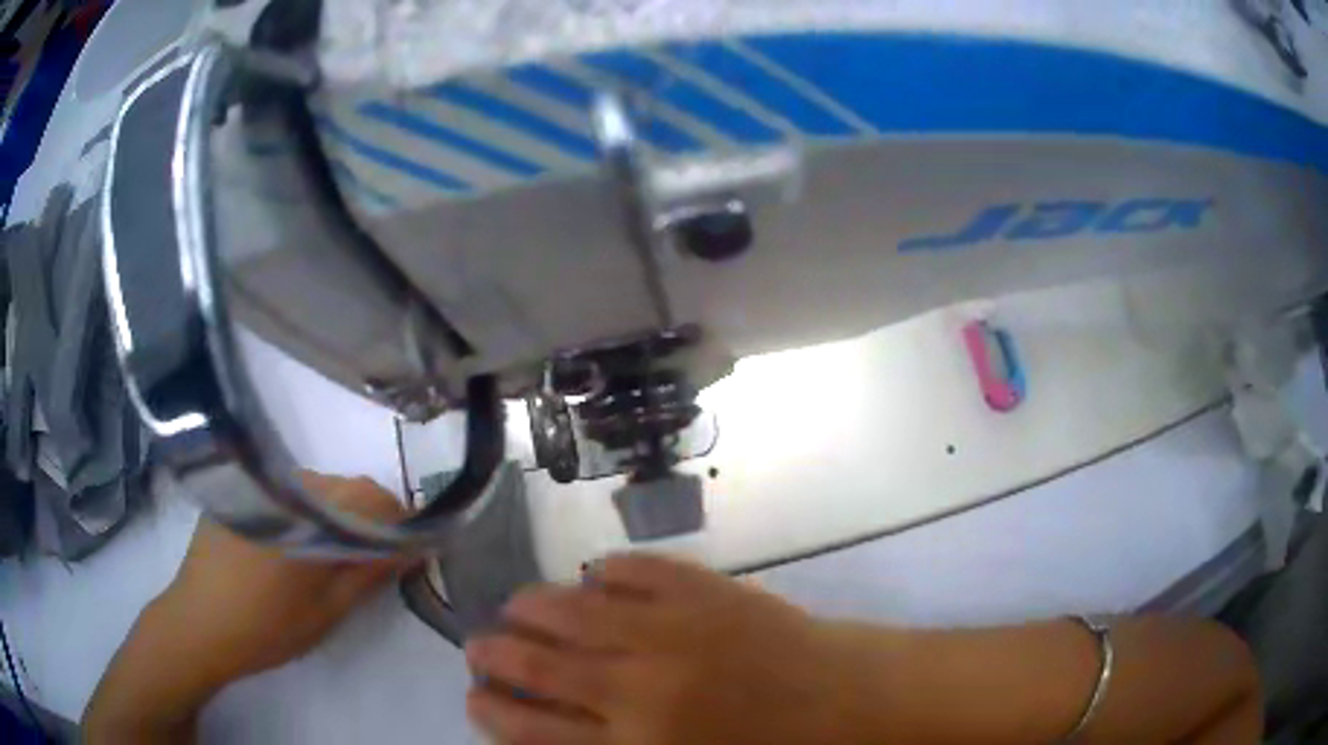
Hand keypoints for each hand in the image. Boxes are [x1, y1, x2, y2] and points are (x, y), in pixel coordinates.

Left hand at [152, 473, 412, 685]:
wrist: (199, 624)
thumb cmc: (268, 627)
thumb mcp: (328, 610)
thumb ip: (371, 573)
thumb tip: (413, 547)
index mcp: (310, 514)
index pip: (376, 498)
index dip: (398, 523)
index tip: (403, 553)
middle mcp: (286, 485)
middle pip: (347, 487)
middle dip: (367, 520)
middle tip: (362, 564)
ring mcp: (260, 485)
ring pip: (318, 486)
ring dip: (333, 514)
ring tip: (322, 557)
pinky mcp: (241, 491)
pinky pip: (287, 490)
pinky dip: (302, 511)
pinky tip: (286, 547)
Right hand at [464, 555, 878, 744]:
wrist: (848, 703)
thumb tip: (551, 730)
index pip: (532, 729)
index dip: (491, 711)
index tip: (473, 697)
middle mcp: (639, 686)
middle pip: (538, 665)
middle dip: (495, 655)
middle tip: (479, 647)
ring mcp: (673, 630)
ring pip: (573, 609)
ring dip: (533, 606)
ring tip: (516, 607)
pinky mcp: (707, 590)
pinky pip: (636, 570)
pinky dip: (605, 571)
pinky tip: (592, 577)